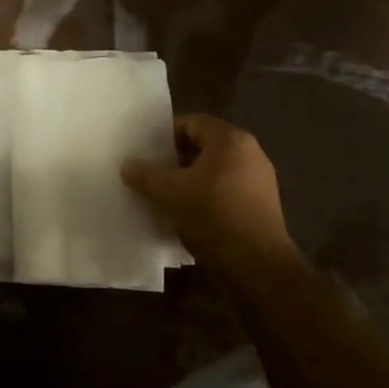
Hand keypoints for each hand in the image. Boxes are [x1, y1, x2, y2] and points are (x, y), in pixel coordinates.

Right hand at [122, 114, 295, 273]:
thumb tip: (127, 165)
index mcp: (231, 140)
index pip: (192, 122)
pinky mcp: (261, 207)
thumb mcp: (170, 192)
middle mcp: (250, 154)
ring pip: (215, 172)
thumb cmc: (213, 214)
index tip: (146, 151)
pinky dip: (206, 199)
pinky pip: (226, 193)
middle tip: (152, 174)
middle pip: (204, 147)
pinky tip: (187, 217)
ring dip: (190, 181)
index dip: (166, 134)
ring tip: (165, 197)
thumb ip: (146, 175)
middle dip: (176, 160)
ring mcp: (259, 181)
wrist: (257, 264)